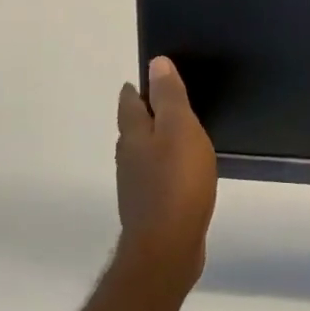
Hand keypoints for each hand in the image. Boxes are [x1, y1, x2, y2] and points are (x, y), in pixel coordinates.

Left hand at [114, 57, 217, 298]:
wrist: (167, 247)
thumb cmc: (177, 182)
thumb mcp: (180, 129)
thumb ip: (169, 97)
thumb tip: (156, 63)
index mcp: (134, 135)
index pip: (129, 102)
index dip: (139, 87)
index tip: (153, 78)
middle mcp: (127, 158)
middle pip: (133, 128)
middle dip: (146, 114)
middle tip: (168, 102)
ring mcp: (135, 186)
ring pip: (143, 153)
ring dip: (155, 142)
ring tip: (178, 135)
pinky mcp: (149, 208)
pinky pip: (155, 177)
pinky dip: (165, 167)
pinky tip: (181, 173)